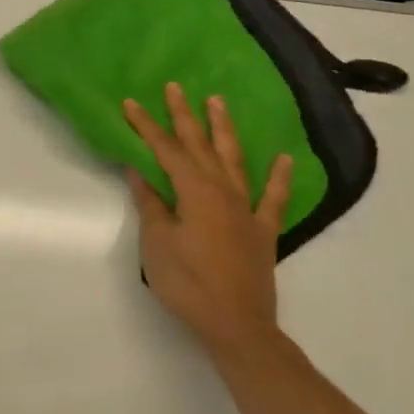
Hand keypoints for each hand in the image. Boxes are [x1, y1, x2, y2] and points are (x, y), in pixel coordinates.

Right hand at [125, 83, 293, 367]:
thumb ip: (150, 204)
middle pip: (199, 145)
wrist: (237, 326)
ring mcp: (246, 209)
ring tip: (217, 102)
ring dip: (224, 129)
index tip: (130, 103)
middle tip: (175, 87)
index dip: (146, 126)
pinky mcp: (263, 230)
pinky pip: (273, 198)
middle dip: (184, 115)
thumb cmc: (188, 284)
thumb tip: (139, 172)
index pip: (165, 150)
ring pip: (234, 159)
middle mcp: (222, 191)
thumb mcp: (157, 243)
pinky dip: (278, 177)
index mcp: (194, 191)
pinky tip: (282, 158)